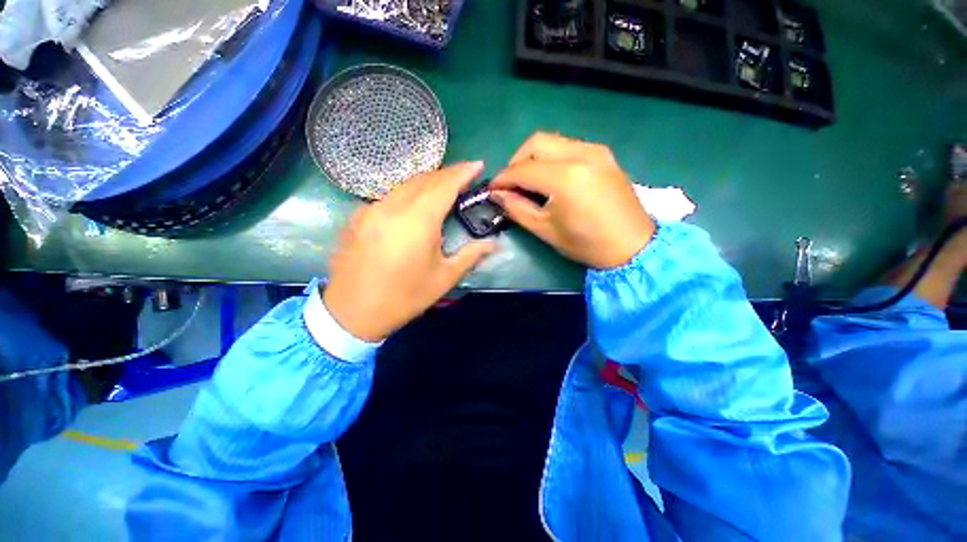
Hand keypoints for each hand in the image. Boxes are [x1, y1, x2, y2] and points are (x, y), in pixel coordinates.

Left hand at [324, 162, 495, 340]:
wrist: (353, 311)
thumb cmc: (405, 296)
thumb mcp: (444, 277)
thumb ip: (471, 255)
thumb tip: (494, 243)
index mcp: (419, 220)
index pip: (445, 184)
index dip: (463, 172)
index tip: (477, 164)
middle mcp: (394, 206)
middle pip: (424, 179)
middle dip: (447, 174)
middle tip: (463, 177)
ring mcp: (372, 209)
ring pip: (404, 185)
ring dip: (426, 182)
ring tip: (441, 188)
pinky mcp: (358, 217)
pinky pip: (388, 196)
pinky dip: (407, 194)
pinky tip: (412, 206)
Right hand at [490, 132, 654, 268]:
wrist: (633, 245)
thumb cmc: (587, 244)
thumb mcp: (546, 230)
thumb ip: (517, 209)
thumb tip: (497, 195)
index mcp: (565, 178)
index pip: (523, 169)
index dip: (503, 178)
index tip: (492, 189)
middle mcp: (581, 154)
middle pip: (536, 142)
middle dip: (516, 160)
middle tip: (510, 183)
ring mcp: (596, 151)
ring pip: (553, 141)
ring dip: (533, 157)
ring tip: (528, 181)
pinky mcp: (604, 154)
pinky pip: (568, 146)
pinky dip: (552, 157)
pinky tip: (550, 177)